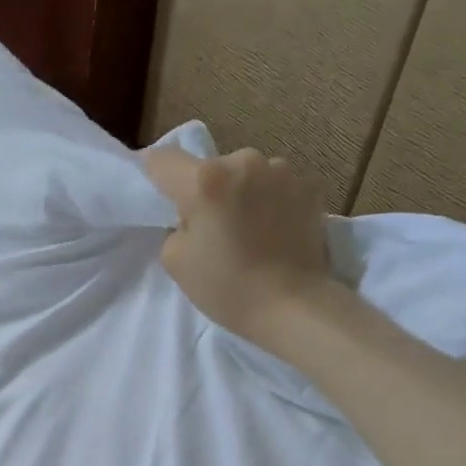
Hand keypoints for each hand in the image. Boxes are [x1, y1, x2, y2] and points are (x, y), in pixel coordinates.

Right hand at [144, 146, 336, 346]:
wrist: (293, 305)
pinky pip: (277, 187)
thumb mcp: (175, 261)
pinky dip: (272, 202)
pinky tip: (276, 231)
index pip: (164, 160)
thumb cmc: (227, 286)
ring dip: (243, 193)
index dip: (155, 174)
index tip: (160, 191)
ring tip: (250, 230)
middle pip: (212, 168)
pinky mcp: (310, 187)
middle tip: (214, 227)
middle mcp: (244, 162)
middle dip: (209, 190)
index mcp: (205, 180)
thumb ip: (176, 226)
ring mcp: (282, 171)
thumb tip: (193, 217)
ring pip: (248, 175)